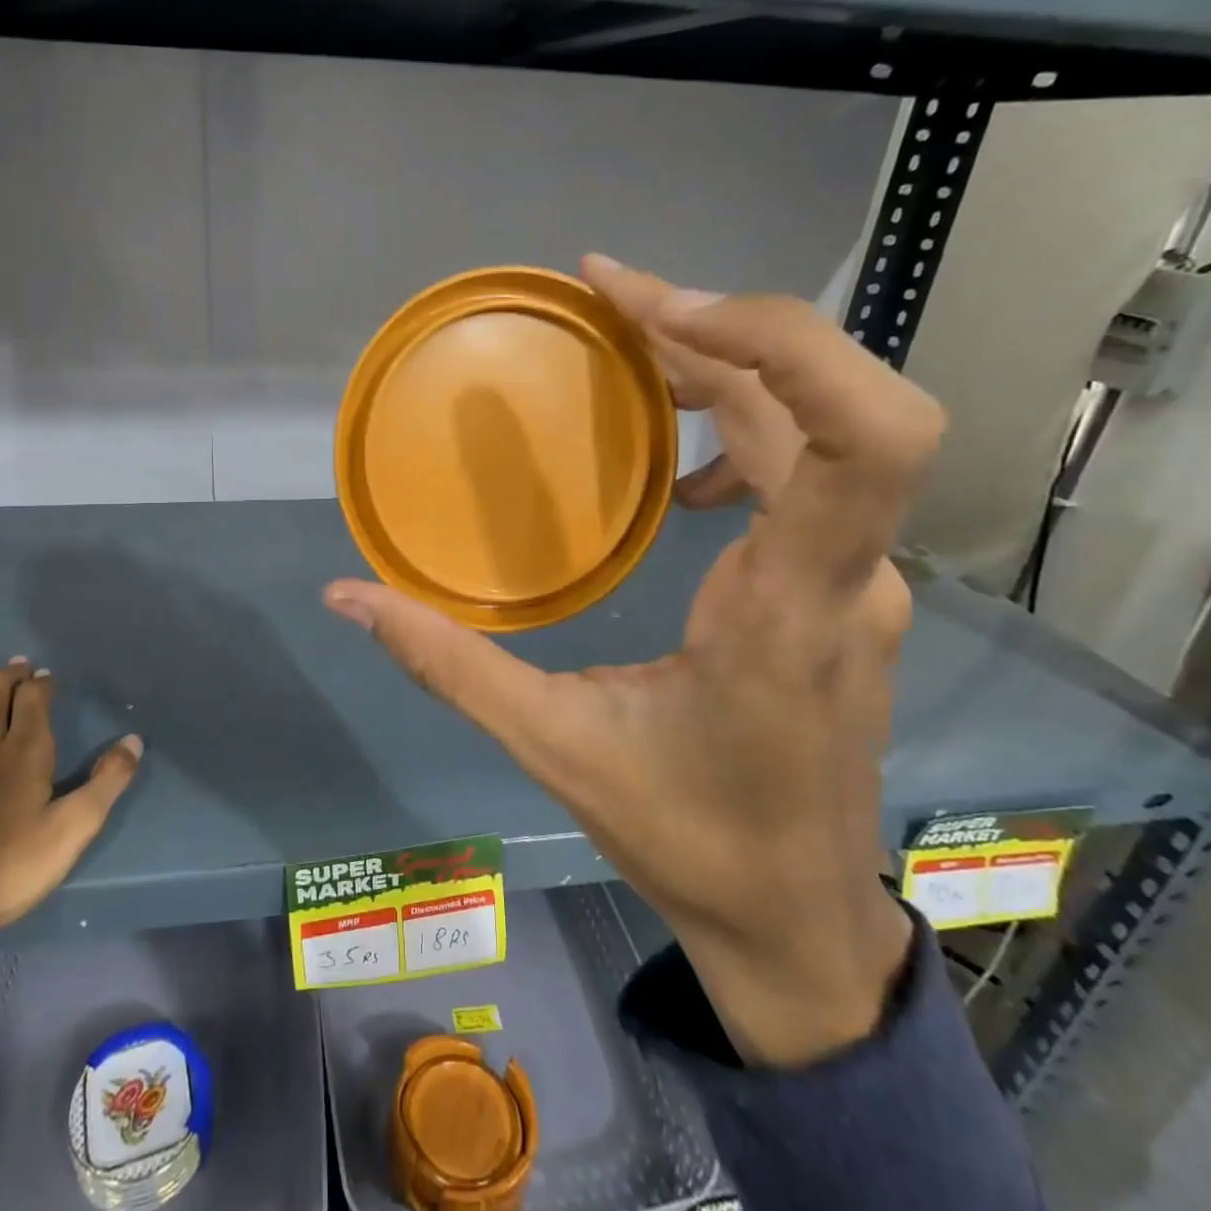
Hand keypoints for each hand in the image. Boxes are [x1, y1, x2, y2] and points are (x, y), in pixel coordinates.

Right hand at [323, 256, 943, 1066]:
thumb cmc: (687, 837)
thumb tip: (348, 595)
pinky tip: (674, 469)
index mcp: (788, 608)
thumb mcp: (552, 746)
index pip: (863, 437)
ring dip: (729, 364)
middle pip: (826, 399)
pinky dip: (742, 427)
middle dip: (720, 326)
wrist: (798, 918)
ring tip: (629, 341)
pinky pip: (808, 468)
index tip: (659, 308)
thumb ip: (447, 664)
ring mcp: (856, 576)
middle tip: (609, 293)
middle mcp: (846, 573)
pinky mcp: (841, 584)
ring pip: (817, 426)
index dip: (783, 341)